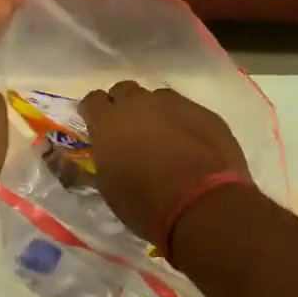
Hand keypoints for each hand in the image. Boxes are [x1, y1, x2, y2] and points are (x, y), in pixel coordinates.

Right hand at [79, 82, 251, 244]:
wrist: (202, 206)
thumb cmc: (145, 203)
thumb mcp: (109, 187)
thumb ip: (104, 159)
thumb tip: (106, 152)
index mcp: (109, 121)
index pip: (92, 101)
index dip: (94, 113)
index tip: (97, 127)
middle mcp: (139, 103)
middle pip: (125, 91)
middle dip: (123, 106)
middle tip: (129, 132)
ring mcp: (175, 104)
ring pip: (158, 98)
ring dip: (155, 113)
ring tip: (163, 139)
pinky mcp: (205, 113)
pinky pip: (187, 110)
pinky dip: (184, 123)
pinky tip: (191, 146)